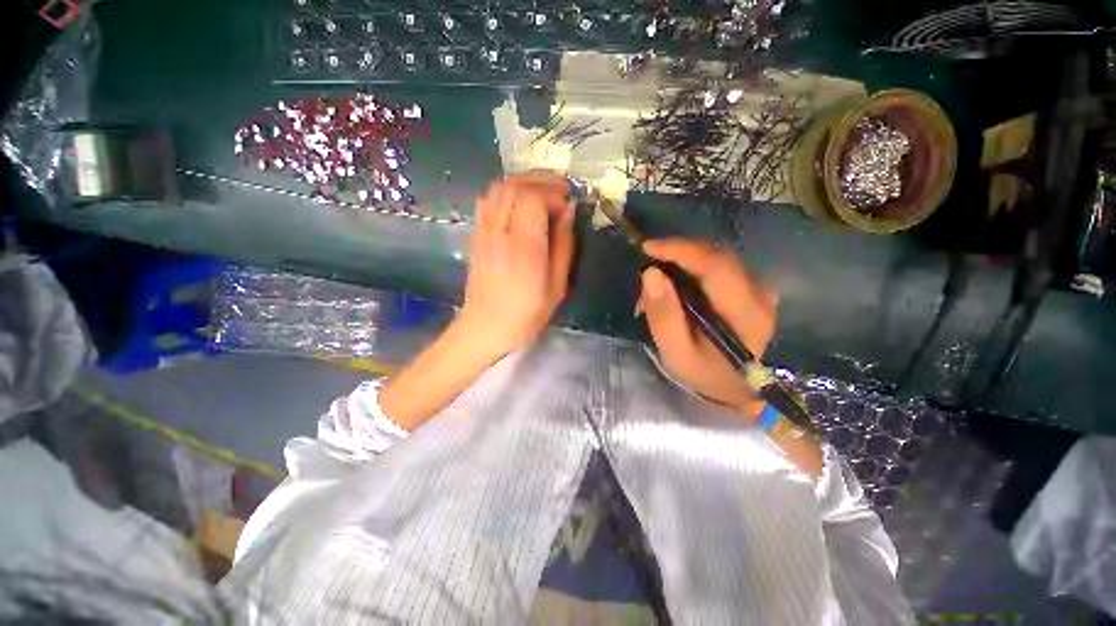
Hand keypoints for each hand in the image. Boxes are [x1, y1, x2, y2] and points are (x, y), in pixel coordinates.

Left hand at [457, 172, 575, 356]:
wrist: (486, 327)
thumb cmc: (527, 313)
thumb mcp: (557, 286)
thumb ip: (564, 245)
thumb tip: (569, 211)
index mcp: (524, 247)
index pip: (533, 197)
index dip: (554, 193)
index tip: (568, 204)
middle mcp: (499, 232)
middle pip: (514, 185)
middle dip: (541, 180)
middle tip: (560, 189)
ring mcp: (483, 232)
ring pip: (498, 188)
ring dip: (523, 182)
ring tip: (543, 192)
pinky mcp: (475, 235)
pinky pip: (487, 200)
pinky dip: (505, 192)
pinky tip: (519, 203)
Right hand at [638, 238, 777, 421]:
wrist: (736, 387)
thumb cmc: (705, 374)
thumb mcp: (676, 353)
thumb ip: (664, 316)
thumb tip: (651, 274)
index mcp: (745, 313)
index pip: (716, 266)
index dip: (681, 250)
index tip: (647, 248)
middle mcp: (759, 293)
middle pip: (716, 255)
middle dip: (676, 255)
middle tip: (647, 270)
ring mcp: (758, 288)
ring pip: (715, 257)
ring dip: (682, 261)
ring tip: (657, 282)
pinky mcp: (751, 287)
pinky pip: (718, 265)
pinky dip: (691, 267)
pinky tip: (675, 282)